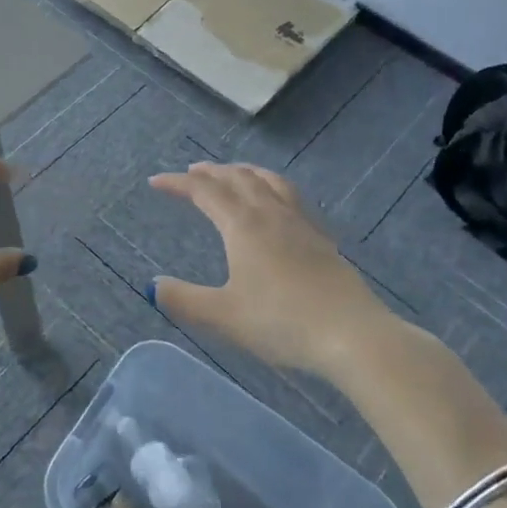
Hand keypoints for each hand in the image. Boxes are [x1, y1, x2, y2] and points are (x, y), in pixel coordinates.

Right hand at [147, 162, 387, 372]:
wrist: (352, 335)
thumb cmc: (282, 322)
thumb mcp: (224, 316)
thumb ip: (184, 299)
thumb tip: (153, 285)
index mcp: (243, 225)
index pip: (205, 191)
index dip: (178, 183)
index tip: (156, 182)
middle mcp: (270, 214)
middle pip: (237, 178)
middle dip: (210, 172)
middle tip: (191, 173)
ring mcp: (300, 223)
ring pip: (268, 181)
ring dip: (243, 172)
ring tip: (233, 173)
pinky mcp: (321, 238)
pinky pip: (290, 196)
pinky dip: (271, 186)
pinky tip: (276, 203)